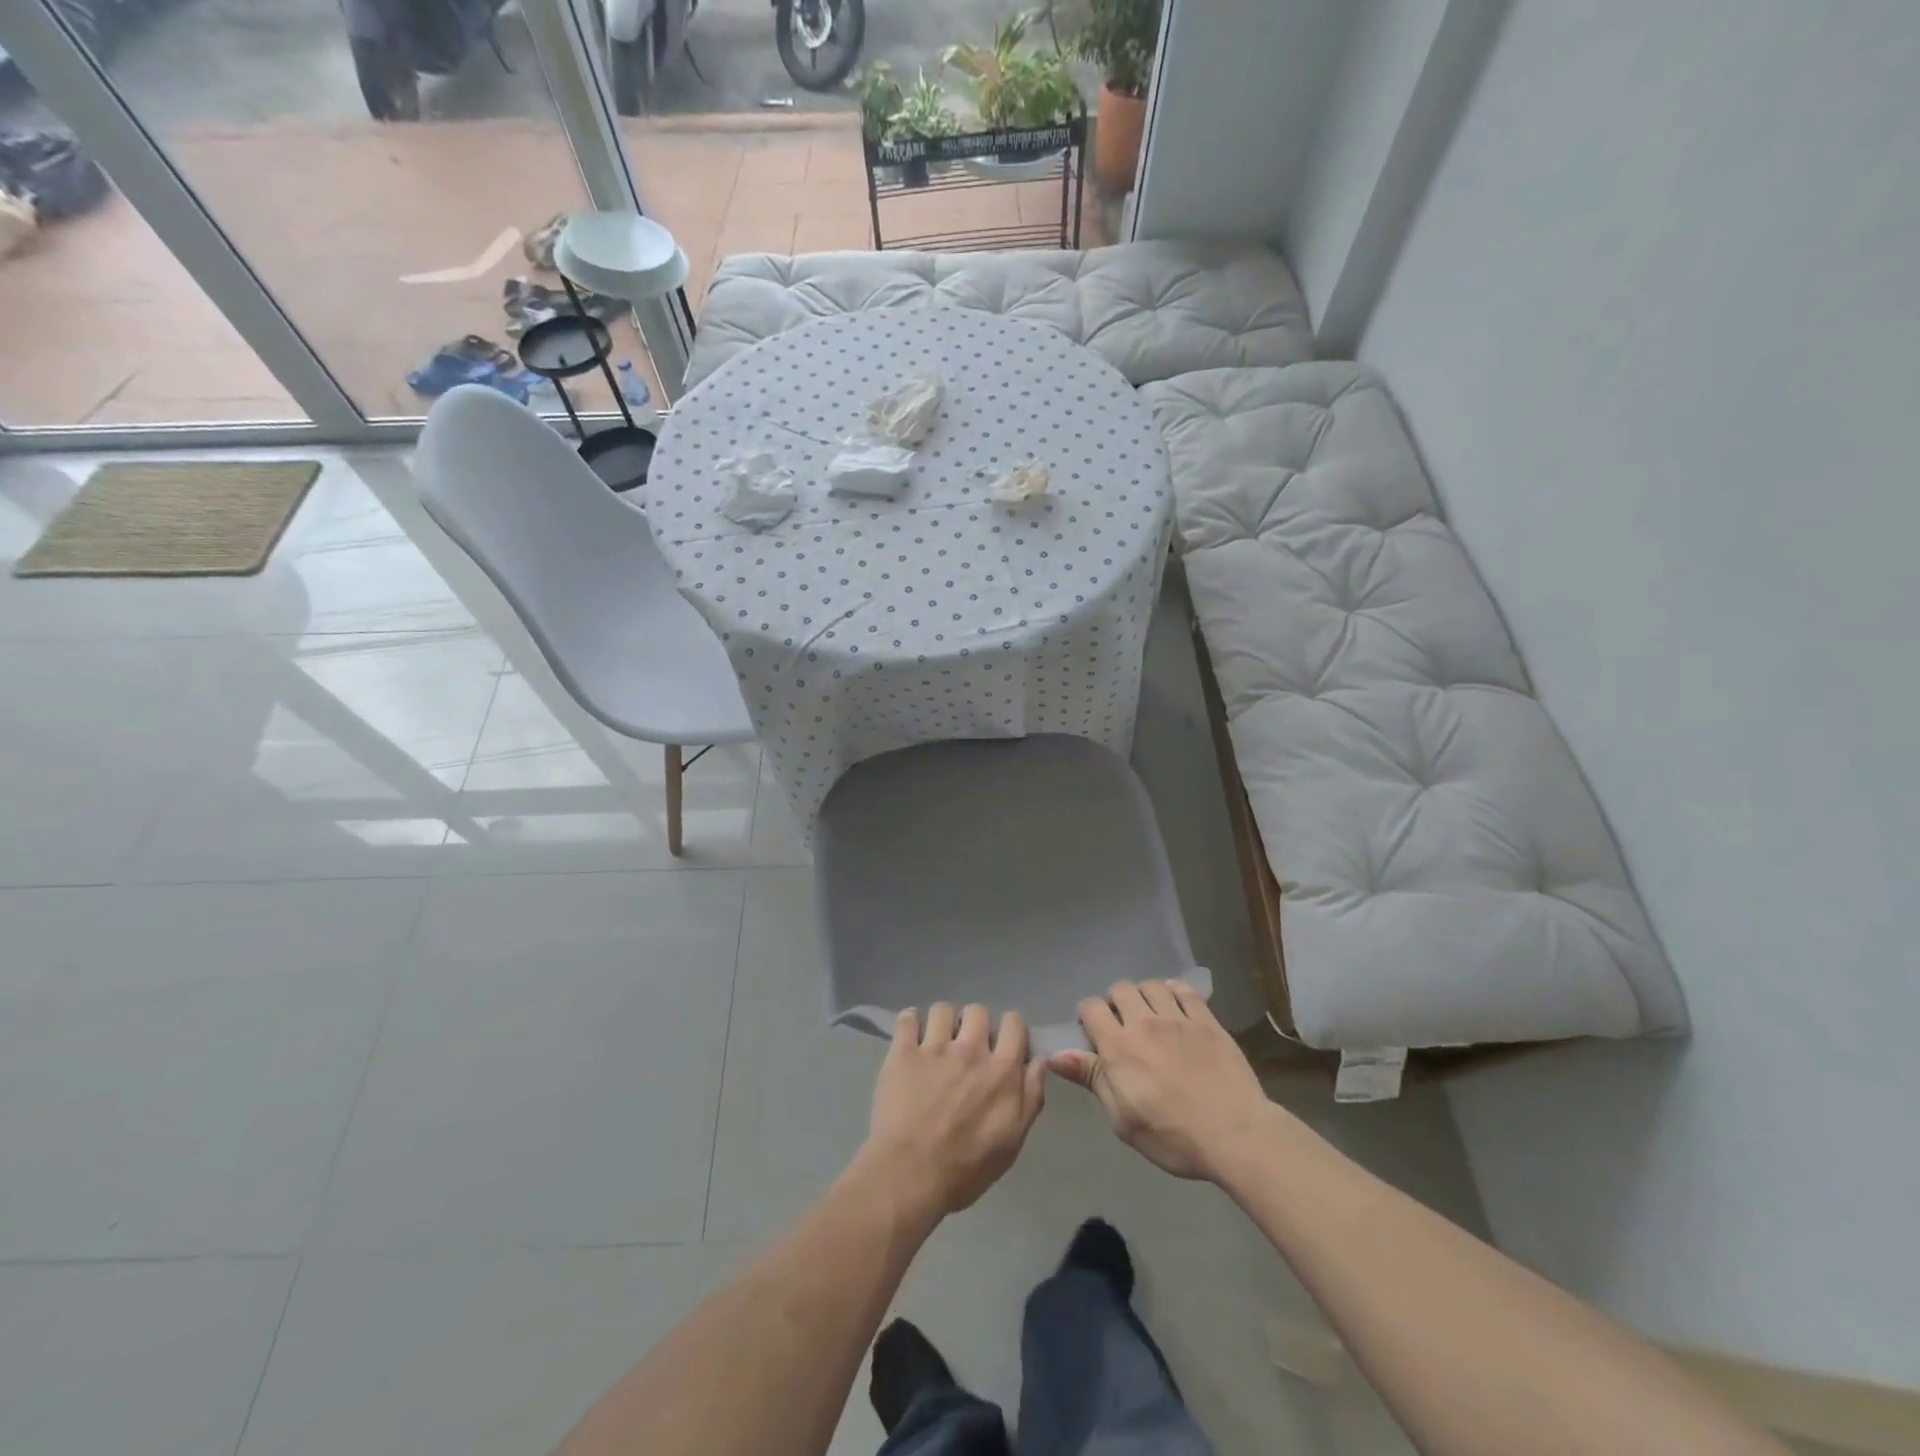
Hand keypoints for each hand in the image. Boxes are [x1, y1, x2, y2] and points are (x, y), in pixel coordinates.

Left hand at [862, 1003, 1047, 1218]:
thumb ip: (1031, 1097)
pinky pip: (907, 1019)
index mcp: (1002, 1070)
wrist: (910, 1175)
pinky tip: (909, 1035)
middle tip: (966, 1046)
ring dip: (942, 1023)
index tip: (1001, 1044)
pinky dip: (909, 1022)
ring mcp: (934, 1048)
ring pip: (943, 1010)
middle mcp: (971, 1049)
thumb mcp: (1012, 1142)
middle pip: (977, 1011)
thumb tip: (1040, 1061)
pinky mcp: (903, 1052)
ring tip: (935, 1042)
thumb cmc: (966, 1168)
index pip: (1014, 1024)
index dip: (1009, 1029)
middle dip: (974, 1024)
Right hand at [1049, 979, 1272, 1181]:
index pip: (1091, 1008)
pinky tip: (1175, 1006)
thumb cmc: (1172, 1137)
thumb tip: (1056, 1056)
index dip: (1087, 1017)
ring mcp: (1178, 1018)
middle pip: (1120, 989)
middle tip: (1122, 1025)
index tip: (1094, 1036)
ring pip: (1151, 985)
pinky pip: (1184, 990)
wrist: (1235, 1135)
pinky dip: (1173, 992)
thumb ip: (1092, 1079)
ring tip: (1148, 1015)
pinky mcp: (1207, 1020)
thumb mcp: (1123, 1119)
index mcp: (1119, 1047)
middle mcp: (1144, 1023)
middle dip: (1114, 1002)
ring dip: (1143, 995)